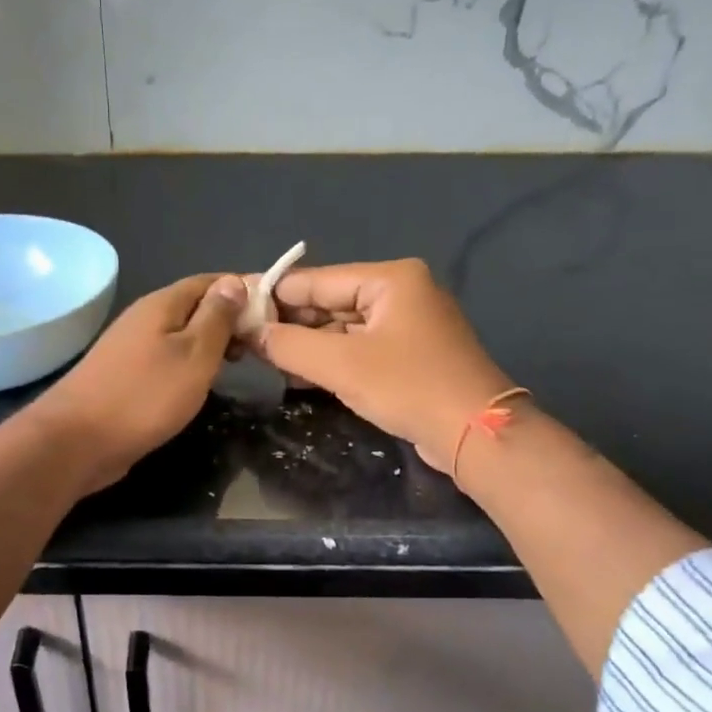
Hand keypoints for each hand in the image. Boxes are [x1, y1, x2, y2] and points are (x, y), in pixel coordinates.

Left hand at [30, 273, 246, 493]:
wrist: (78, 440)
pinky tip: (199, 385)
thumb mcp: (194, 354)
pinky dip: (188, 366)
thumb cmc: (145, 396)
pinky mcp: (123, 378)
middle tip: (258, 346)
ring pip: (179, 336)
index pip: (209, 282)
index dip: (242, 290)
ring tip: (236, 365)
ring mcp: (129, 349)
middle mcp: (143, 319)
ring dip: (208, 345)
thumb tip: (234, 282)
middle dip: (227, 320)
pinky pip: (165, 360)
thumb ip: (216, 319)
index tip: (273, 312)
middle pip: (194, 308)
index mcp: (161, 305)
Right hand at [248, 259, 513, 475]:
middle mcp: (401, 292)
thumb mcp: (341, 364)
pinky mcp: (411, 355)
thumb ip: (290, 345)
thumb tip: (251, 333)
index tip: (236, 313)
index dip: (274, 297)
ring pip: (343, 328)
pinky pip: (360, 349)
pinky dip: (332, 360)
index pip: (316, 280)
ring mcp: (408, 324)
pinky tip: (300, 375)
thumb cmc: (408, 387)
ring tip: (264, 360)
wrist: (475, 432)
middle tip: (246, 342)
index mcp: (390, 279)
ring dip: (308, 345)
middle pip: (330, 302)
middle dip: (290, 324)